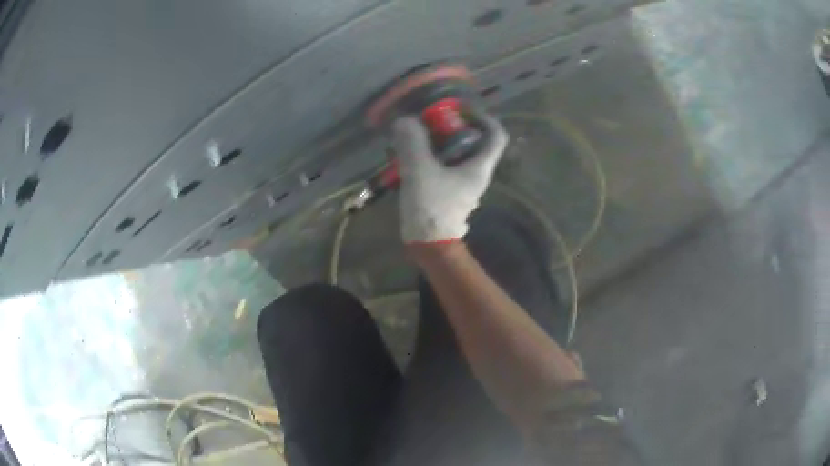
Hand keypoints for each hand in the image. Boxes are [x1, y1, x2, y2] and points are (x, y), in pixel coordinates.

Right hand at [392, 112, 508, 243]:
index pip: (496, 135)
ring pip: (455, 155)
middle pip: (472, 142)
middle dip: (451, 128)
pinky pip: (442, 167)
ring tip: (414, 137)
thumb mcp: (420, 171)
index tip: (461, 111)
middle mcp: (476, 174)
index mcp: (479, 167)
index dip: (483, 118)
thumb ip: (412, 143)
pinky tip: (408, 158)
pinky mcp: (448, 193)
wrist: (429, 246)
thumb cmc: (431, 208)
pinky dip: (429, 158)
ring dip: (436, 143)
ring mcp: (462, 185)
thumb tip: (406, 120)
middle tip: (429, 122)